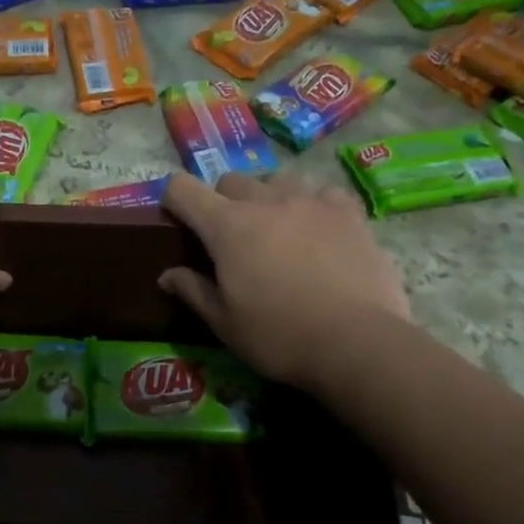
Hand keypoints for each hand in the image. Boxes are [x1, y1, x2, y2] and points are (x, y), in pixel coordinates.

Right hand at [159, 171, 409, 391]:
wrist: (357, 342)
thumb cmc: (279, 336)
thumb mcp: (225, 323)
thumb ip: (193, 291)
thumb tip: (167, 275)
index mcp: (227, 226)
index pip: (183, 189)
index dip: (174, 200)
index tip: (178, 221)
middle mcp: (265, 201)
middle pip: (231, 181)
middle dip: (223, 201)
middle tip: (232, 238)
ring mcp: (310, 201)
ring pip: (277, 181)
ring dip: (268, 198)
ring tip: (278, 229)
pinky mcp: (348, 212)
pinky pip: (322, 193)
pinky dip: (314, 205)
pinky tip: (321, 230)